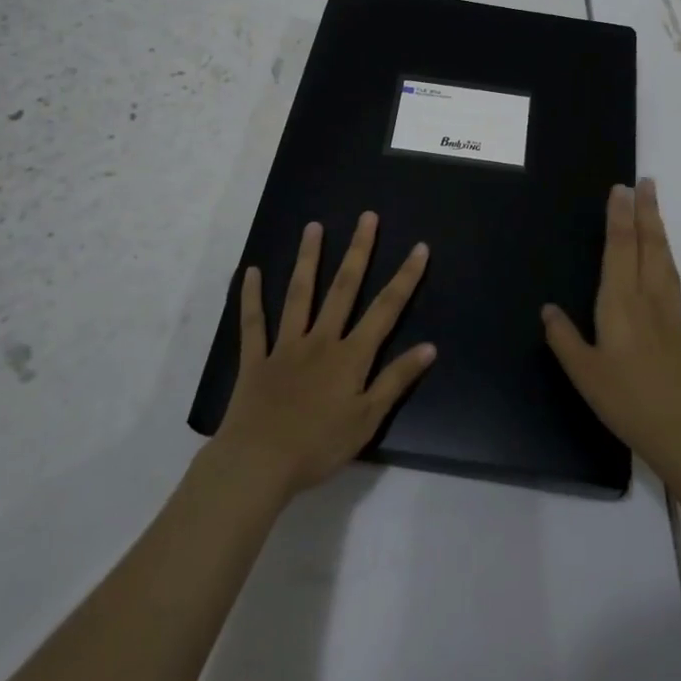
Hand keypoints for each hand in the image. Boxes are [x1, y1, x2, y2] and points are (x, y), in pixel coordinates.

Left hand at [212, 212, 435, 500]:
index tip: (419, 248)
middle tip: (367, 218)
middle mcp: (321, 339)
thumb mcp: (367, 419)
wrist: (258, 463)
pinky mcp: (256, 359)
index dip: (405, 278)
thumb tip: (429, 347)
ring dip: (308, 259)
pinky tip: (251, 271)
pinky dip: (251, 297)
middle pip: (343, 288)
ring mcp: (286, 346)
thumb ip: (396, 380)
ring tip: (313, 227)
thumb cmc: (319, 446)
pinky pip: (253, 323)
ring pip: (299, 294)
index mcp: (351, 355)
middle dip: (358, 251)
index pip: (386, 309)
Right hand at [543, 178, 680, 485]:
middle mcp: (650, 299)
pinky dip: (666, 265)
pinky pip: (674, 286)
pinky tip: (662, 273)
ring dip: (659, 232)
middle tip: (647, 182)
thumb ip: (564, 338)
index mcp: (621, 303)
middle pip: (649, 245)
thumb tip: (548, 309)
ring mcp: (674, 315)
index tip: (622, 188)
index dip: (620, 216)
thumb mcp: (584, 374)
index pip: (620, 248)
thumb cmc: (629, 402)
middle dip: (647, 211)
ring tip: (655, 212)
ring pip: (666, 262)